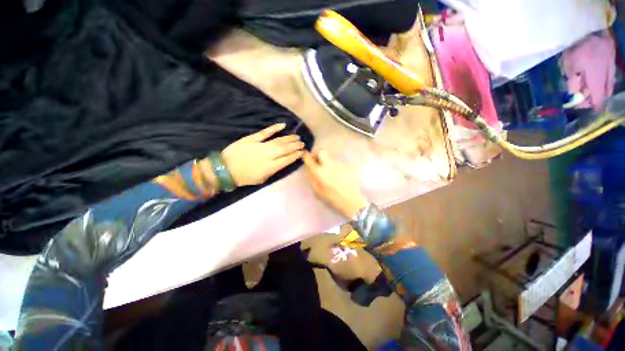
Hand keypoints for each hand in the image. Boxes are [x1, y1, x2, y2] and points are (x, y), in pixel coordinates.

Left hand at [221, 123, 304, 186]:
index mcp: (271, 167)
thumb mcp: (261, 179)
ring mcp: (260, 146)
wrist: (225, 169)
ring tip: (296, 136)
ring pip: (279, 141)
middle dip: (295, 146)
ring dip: (289, 138)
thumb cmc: (244, 177)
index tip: (302, 152)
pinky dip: (274, 128)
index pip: (287, 160)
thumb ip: (272, 171)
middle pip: (285, 149)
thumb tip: (280, 164)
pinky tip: (283, 125)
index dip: (295, 155)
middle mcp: (268, 155)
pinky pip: (265, 132)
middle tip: (302, 143)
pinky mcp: (252, 139)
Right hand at [302, 150, 367, 217]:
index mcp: (319, 172)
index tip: (306, 156)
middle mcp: (328, 165)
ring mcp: (339, 164)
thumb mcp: (317, 190)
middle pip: (322, 152)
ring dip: (328, 163)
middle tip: (318, 161)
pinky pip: (339, 164)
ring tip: (331, 173)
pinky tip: (339, 176)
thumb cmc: (331, 197)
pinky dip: (337, 168)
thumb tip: (309, 169)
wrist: (350, 200)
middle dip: (318, 154)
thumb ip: (312, 178)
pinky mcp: (347, 166)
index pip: (309, 159)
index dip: (306, 156)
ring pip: (331, 159)